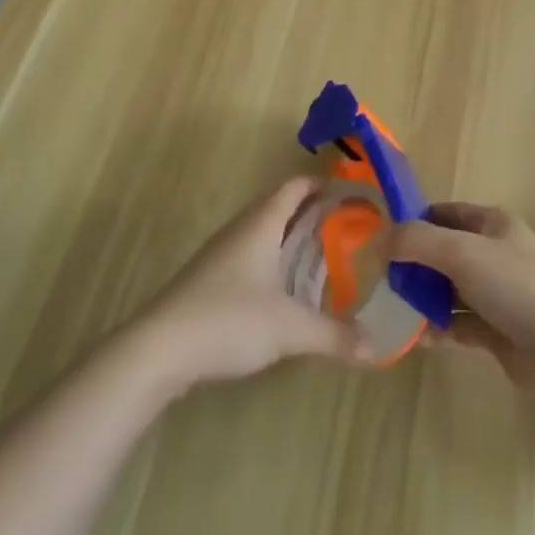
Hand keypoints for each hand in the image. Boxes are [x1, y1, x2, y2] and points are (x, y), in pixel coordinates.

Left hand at [133, 177, 372, 391]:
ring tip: (322, 256)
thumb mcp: (289, 329)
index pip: (295, 186)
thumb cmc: (228, 320)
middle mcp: (241, 229)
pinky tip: (282, 289)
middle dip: (312, 212)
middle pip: (280, 206)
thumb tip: (376, 347)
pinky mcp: (208, 279)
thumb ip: (334, 335)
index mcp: (262, 223)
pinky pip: (249, 255)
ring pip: (262, 232)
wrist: (158, 350)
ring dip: (290, 237)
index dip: (322, 184)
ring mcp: (220, 253)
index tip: (351, 192)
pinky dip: (272, 260)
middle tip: (346, 226)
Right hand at [388, 202, 534, 399]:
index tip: (383, 236)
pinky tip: (416, 338)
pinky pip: (459, 324)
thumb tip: (379, 240)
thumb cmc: (515, 286)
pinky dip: (439, 328)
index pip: (446, 213)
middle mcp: (495, 254)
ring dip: (425, 298)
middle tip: (382, 278)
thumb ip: (417, 242)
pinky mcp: (498, 332)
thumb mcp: (461, 252)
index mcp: (493, 224)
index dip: (416, 220)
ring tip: (393, 308)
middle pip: (446, 252)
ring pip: (451, 290)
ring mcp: (498, 294)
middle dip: (416, 263)